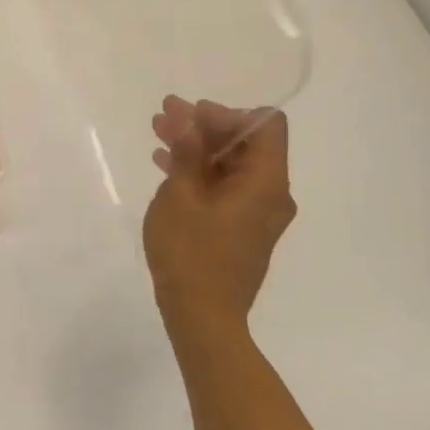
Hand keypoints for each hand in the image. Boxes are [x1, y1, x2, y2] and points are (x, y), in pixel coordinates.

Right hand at [143, 98, 295, 340]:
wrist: (202, 316)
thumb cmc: (191, 252)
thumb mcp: (180, 195)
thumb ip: (187, 152)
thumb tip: (188, 120)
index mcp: (266, 182)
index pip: (265, 125)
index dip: (227, 113)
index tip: (191, 115)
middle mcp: (270, 194)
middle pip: (245, 143)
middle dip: (204, 125)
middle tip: (164, 114)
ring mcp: (256, 214)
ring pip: (230, 165)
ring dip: (197, 147)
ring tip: (158, 131)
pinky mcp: (240, 228)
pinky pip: (224, 187)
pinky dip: (199, 171)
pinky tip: (165, 163)